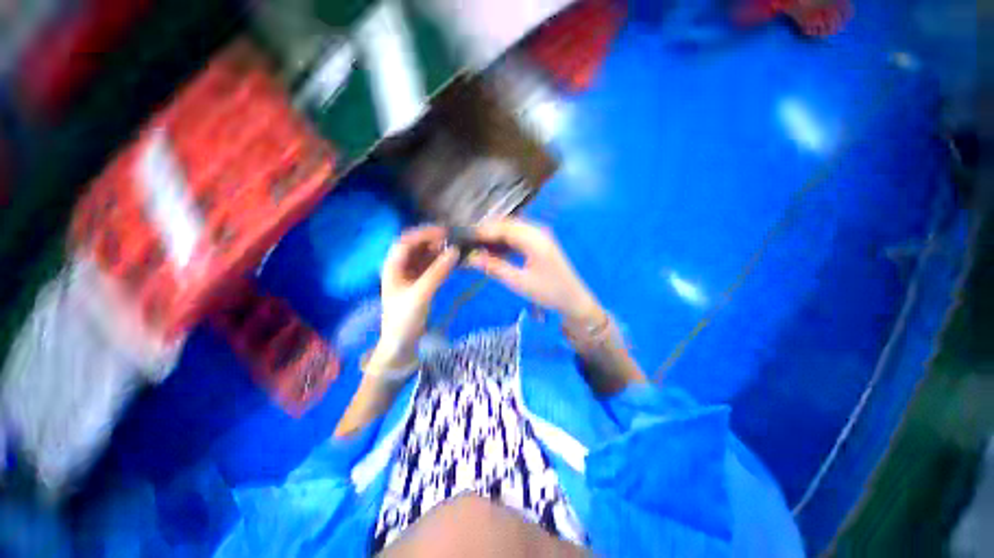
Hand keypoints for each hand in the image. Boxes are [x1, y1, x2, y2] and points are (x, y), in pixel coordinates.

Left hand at [370, 226, 458, 372]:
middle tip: (455, 239)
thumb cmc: (404, 319)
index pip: (406, 242)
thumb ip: (438, 272)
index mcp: (393, 267)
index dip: (424, 233)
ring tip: (458, 247)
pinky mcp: (422, 284)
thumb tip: (455, 251)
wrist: (401, 345)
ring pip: (426, 256)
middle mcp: (401, 267)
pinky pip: (433, 267)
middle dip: (434, 240)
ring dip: (440, 251)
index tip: (444, 232)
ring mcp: (412, 275)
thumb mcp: (421, 294)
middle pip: (417, 246)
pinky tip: (455, 261)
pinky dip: (443, 262)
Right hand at [467, 219, 602, 324]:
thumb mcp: (519, 282)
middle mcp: (538, 231)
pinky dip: (505, 240)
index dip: (483, 231)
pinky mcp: (540, 242)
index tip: (464, 237)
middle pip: (507, 224)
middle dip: (487, 231)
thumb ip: (495, 267)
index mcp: (534, 239)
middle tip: (468, 242)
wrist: (574, 300)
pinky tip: (495, 249)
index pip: (503, 227)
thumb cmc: (548, 292)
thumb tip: (472, 258)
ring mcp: (541, 236)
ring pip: (512, 228)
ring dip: (496, 235)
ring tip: (478, 246)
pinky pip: (518, 236)